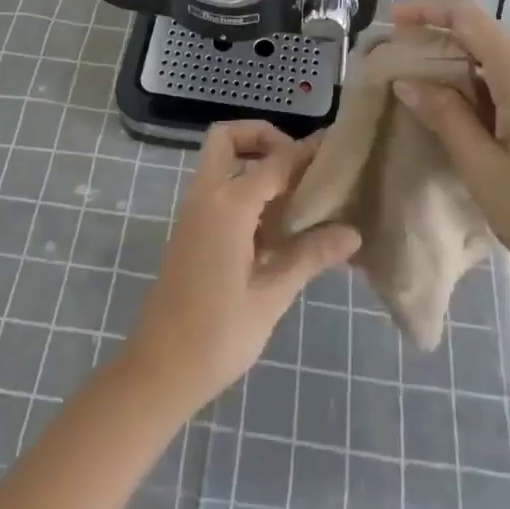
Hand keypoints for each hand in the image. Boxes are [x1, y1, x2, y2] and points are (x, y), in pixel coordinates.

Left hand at [122, 121, 360, 414]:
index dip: (306, 151)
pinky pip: (217, 186)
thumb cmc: (217, 336)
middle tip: (298, 164)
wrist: (158, 372)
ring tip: (294, 193)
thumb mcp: (270, 297)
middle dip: (263, 136)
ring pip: (220, 160)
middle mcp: (207, 195)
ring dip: (253, 160)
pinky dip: (243, 185)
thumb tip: (352, 233)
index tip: (335, 147)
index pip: (275, 161)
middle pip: (229, 137)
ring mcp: (194, 210)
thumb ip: (309, 256)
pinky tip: (273, 224)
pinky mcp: (190, 229)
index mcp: (229, 205)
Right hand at [390, 0, 509, 304]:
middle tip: (400, 69)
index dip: (426, 10)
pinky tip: (467, 120)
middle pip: (483, 37)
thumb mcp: (483, 168)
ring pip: (499, 62)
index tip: (392, 22)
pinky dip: (485, 90)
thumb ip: (445, 116)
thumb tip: (409, 81)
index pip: (467, 16)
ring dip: (461, 72)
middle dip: (439, 45)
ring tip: (426, 99)